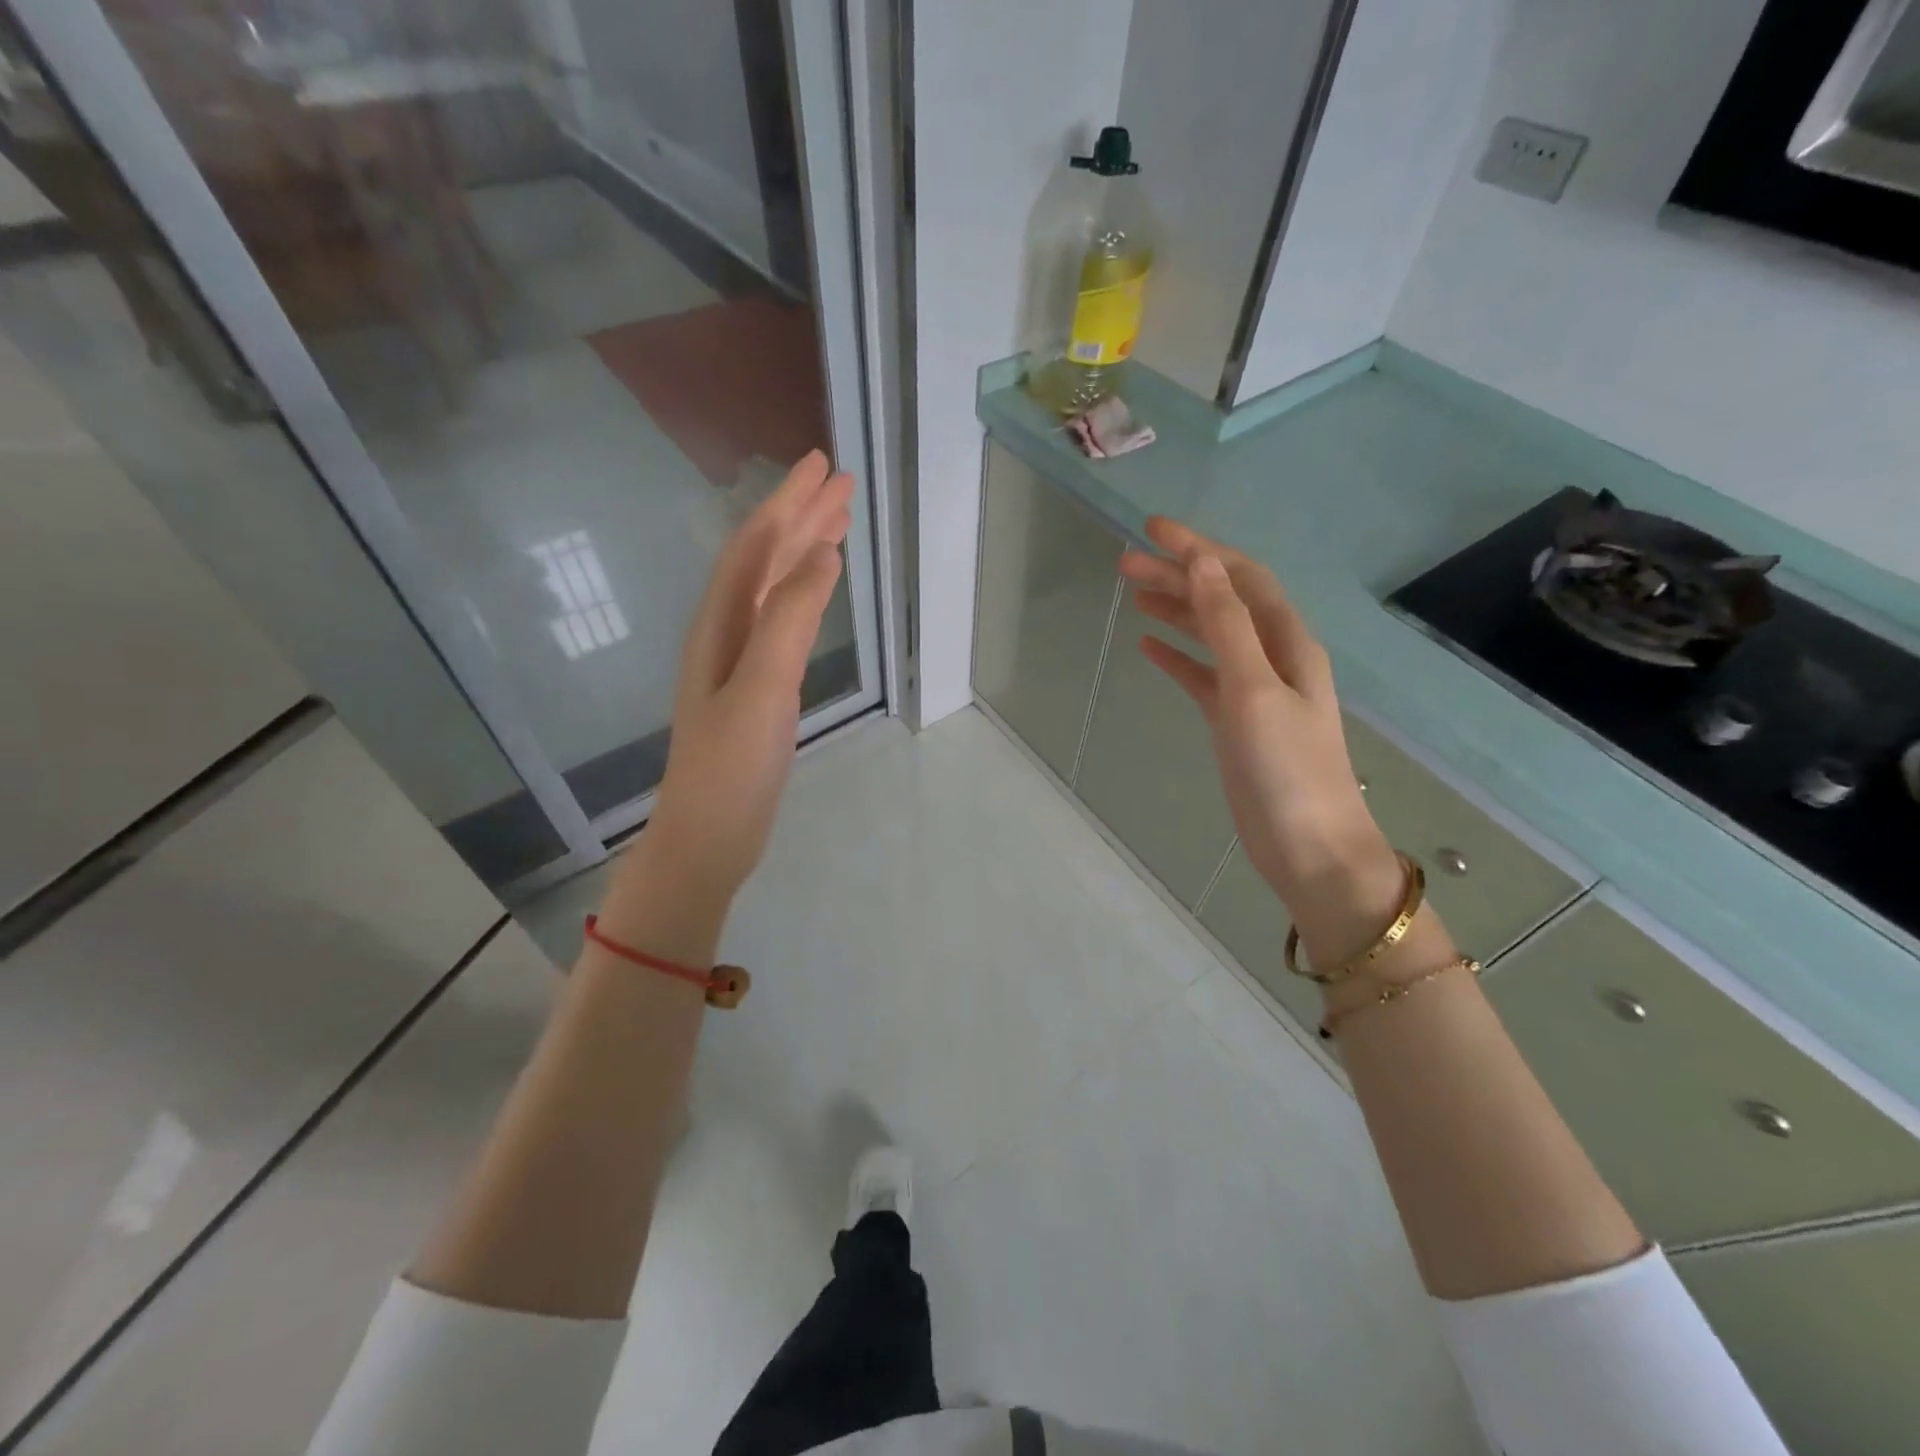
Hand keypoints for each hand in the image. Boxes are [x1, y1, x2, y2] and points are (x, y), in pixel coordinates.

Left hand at [645, 450, 853, 902]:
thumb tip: (822, 553)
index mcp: (720, 623)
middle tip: (842, 483)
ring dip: (804, 551)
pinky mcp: (757, 687)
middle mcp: (725, 631)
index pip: (757, 546)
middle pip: (765, 559)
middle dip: (802, 517)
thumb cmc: (732, 766)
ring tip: (839, 524)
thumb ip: (789, 618)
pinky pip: (782, 621)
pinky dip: (805, 594)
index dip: (789, 503)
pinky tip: (818, 591)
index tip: (825, 465)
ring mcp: (740, 661)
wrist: (709, 836)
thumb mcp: (762, 687)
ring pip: (774, 588)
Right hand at [1118, 518, 1397, 922]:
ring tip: (1133, 594)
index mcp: (1286, 641)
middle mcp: (1273, 656)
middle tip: (1125, 563)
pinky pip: (1203, 675)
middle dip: (1179, 576)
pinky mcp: (1236, 721)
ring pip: (1210, 635)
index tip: (1151, 530)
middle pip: (1221, 601)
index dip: (1199, 550)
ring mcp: (1254, 690)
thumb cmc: (1286, 768)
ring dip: (1176, 611)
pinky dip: (1178, 657)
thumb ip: (1227, 626)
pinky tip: (1149, 647)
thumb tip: (1203, 563)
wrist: (1309, 847)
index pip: (1239, 578)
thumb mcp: (1254, 690)